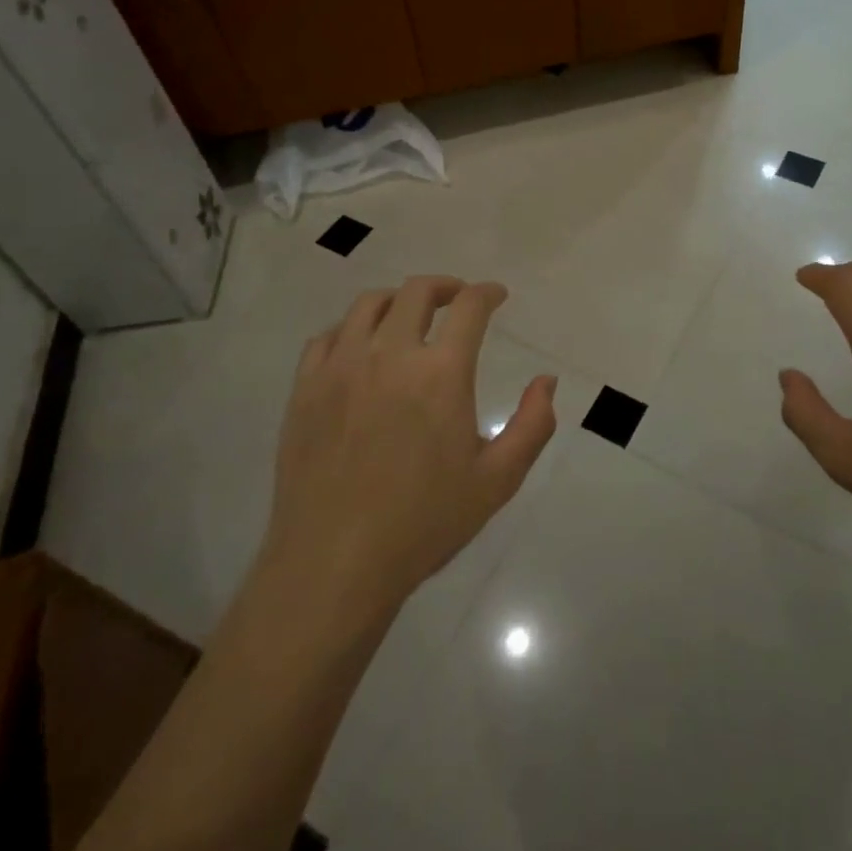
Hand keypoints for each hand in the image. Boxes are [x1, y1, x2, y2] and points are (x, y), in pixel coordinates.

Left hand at [259, 277, 556, 624]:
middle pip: (417, 291)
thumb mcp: (497, 480)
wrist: (334, 564)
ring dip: (397, 299)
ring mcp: (341, 367)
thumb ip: (532, 424)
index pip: (469, 307)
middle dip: (445, 286)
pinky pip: (327, 336)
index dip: (487, 293)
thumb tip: (546, 381)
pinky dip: (351, 329)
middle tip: (457, 299)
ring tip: (409, 315)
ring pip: (368, 304)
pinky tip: (360, 348)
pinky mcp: (305, 388)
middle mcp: (390, 354)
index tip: (496, 296)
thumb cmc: (423, 523)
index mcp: (441, 372)